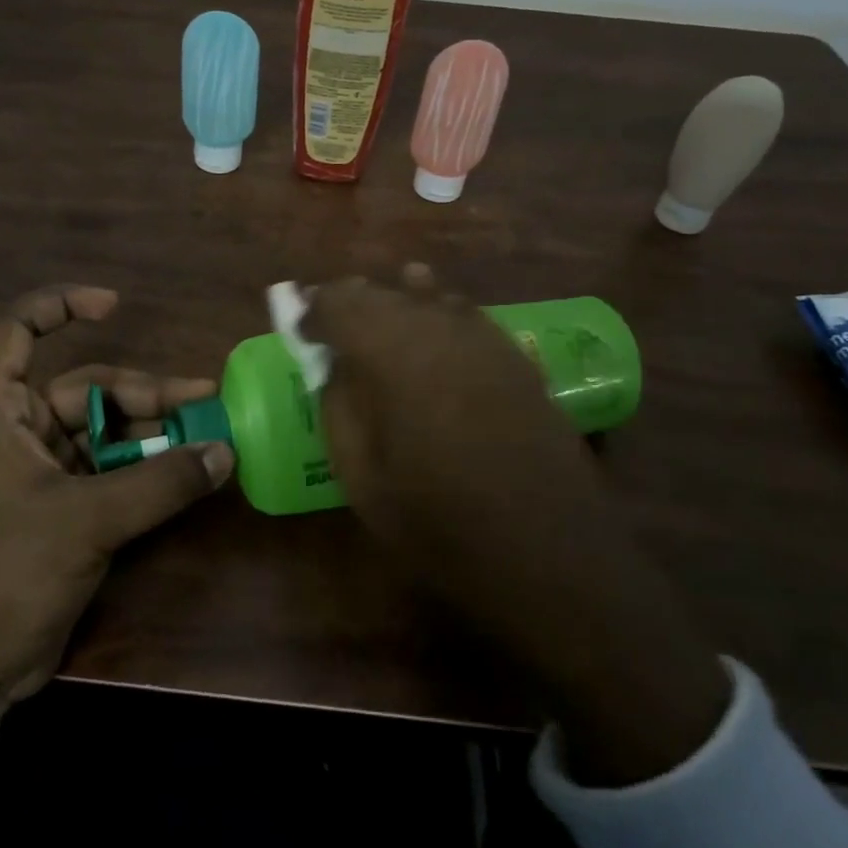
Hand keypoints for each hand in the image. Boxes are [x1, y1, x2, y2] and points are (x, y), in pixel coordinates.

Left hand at [0, 284, 234, 719]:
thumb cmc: (2, 574)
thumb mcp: (85, 521)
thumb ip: (159, 484)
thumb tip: (225, 451)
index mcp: (1, 415)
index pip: (16, 333)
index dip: (59, 306)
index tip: (114, 305)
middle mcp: (22, 436)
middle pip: (87, 389)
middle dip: (145, 392)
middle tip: (204, 401)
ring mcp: (45, 477)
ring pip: (107, 435)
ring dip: (155, 434)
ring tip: (207, 437)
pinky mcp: (66, 515)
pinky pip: (114, 475)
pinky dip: (149, 472)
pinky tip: (188, 477)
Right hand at [304, 266, 729, 783]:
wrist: (550, 555)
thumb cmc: (441, 525)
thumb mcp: (363, 478)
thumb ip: (339, 408)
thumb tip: (332, 367)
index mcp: (394, 354)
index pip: (339, 304)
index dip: (312, 310)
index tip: (297, 329)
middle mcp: (439, 328)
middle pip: (382, 292)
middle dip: (348, 302)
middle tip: (326, 322)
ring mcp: (485, 339)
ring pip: (427, 295)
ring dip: (392, 301)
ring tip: (374, 314)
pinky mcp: (516, 357)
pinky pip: (464, 314)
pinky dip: (437, 311)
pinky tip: (432, 322)